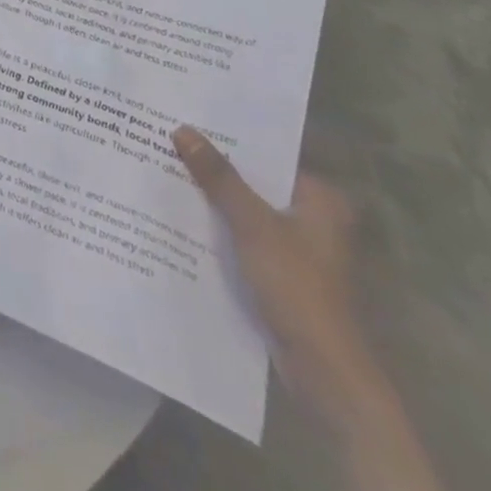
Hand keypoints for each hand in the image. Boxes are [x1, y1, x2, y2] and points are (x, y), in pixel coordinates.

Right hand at [173, 127, 378, 424]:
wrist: (322, 369)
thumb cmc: (296, 284)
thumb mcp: (252, 223)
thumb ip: (219, 177)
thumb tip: (183, 130)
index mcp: (320, 198)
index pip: (267, 154)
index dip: (228, 138)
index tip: (190, 121)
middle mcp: (314, 217)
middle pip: (256, 181)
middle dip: (216, 168)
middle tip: (170, 141)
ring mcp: (299, 247)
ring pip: (248, 209)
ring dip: (216, 199)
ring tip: (168, 171)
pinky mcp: (283, 272)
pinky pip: (245, 235)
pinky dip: (221, 227)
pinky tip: (184, 217)